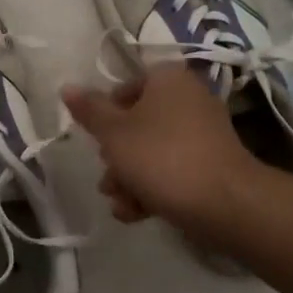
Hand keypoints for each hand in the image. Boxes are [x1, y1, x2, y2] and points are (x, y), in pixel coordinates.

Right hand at [62, 65, 261, 239]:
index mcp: (167, 79)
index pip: (126, 86)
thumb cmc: (161, 157)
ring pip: (153, 150)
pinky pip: (173, 169)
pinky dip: (153, 188)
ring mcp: (204, 134)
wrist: (225, 204)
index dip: (105, 111)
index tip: (96, 136)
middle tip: (106, 176)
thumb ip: (89, 110)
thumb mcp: (113, 132)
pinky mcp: (212, 165)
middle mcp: (188, 99)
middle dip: (116, 154)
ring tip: (118, 201)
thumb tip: (67, 87)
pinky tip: (135, 213)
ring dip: (129, 176)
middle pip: (138, 122)